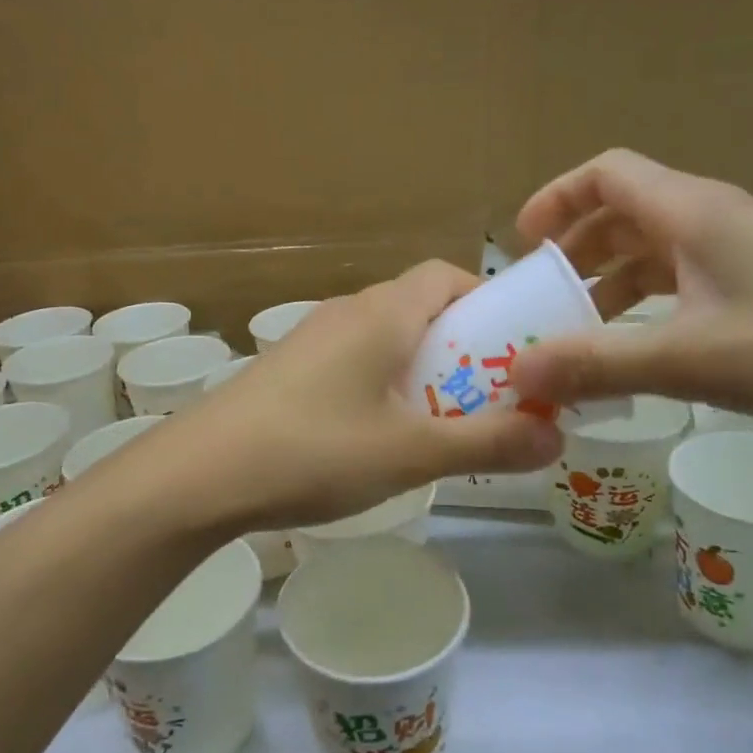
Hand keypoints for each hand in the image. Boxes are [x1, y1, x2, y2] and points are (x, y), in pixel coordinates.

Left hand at [154, 261, 564, 531]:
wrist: (198, 475)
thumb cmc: (314, 451)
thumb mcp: (411, 454)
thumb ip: (487, 444)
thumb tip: (555, 438)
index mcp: (382, 313)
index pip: (447, 277)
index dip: (487, 303)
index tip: (513, 349)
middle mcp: (346, 312)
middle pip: (419, 308)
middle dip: (461, 347)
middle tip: (487, 398)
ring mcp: (310, 340)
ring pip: (384, 338)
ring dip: (420, 370)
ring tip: (438, 424)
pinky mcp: (287, 370)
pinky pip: (352, 362)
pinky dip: (381, 385)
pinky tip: (377, 438)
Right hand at [511, 149, 752, 429]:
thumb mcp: (687, 357)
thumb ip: (597, 363)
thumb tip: (517, 372)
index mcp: (688, 212)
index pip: (605, 173)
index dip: (557, 199)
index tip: (523, 245)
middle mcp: (709, 220)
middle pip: (621, 213)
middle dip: (573, 251)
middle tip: (541, 299)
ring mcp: (738, 253)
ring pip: (651, 251)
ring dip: (607, 283)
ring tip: (576, 332)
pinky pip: (680, 282)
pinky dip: (643, 306)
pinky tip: (634, 349)